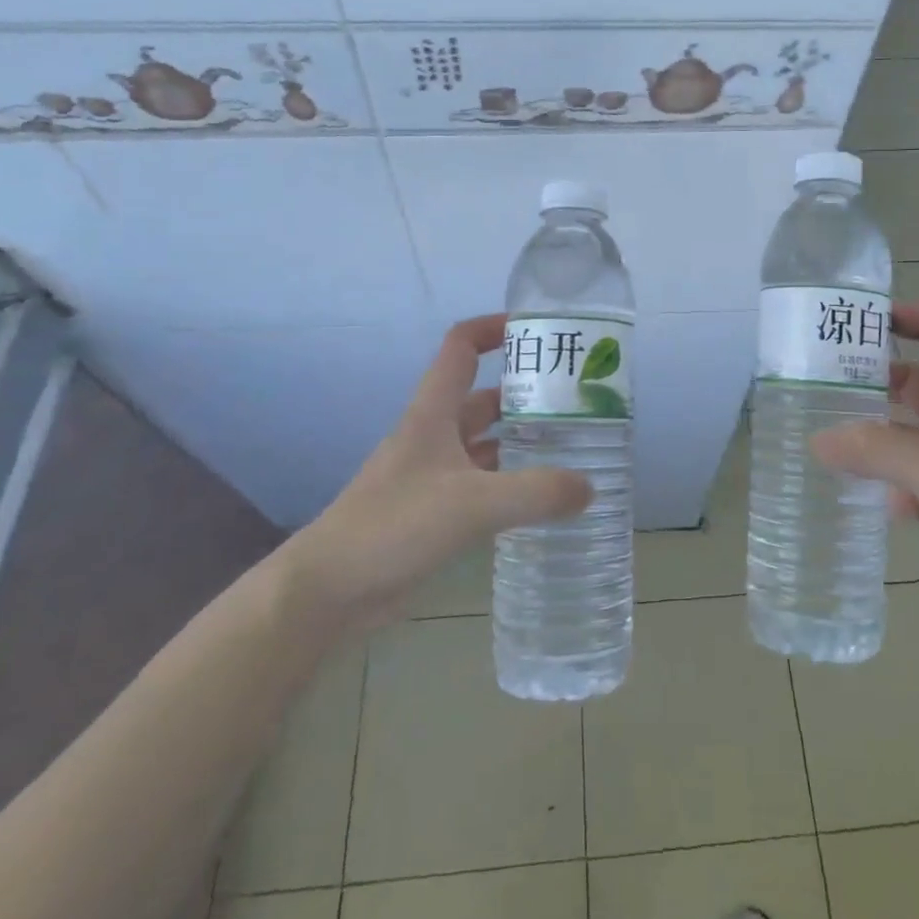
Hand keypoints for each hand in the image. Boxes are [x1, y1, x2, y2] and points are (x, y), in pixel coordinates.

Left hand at [286, 314, 592, 627]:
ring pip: (484, 443)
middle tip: (577, 403)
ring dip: (520, 441)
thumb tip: (589, 487)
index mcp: (434, 413)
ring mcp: (432, 474)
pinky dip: (510, 484)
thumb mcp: (472, 504)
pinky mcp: (433, 511)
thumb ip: (535, 493)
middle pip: (483, 397)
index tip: (536, 330)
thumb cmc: (395, 526)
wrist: (329, 590)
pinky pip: (482, 484)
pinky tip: (541, 498)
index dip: (493, 328)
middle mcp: (434, 435)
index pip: (461, 347)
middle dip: (525, 394)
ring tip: (572, 448)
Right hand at [811, 302, 918, 635]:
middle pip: (918, 385)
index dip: (910, 317)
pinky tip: (865, 498)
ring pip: (910, 438)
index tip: (864, 318)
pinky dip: (889, 486)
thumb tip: (816, 439)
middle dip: (877, 379)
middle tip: (826, 382)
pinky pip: (912, 486)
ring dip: (876, 436)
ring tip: (827, 435)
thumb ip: (875, 450)